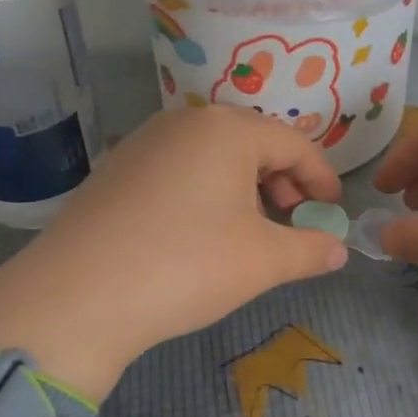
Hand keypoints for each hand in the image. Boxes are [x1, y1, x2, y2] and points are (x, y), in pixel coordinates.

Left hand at [0, 105, 346, 401]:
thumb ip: (310, 250)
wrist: (78, 296)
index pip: (293, 143)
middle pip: (252, 141)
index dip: (321, 177)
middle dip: (282, 179)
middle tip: (292, 218)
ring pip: (213, 153)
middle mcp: (185, 120)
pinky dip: (205, 189)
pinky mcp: (117, 166)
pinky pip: (179, 166)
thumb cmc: (186, 266)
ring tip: (249, 227)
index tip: (333, 209)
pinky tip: (200, 229)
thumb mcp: (262, 261)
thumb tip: (339, 250)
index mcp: (227, 129)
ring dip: (244, 184)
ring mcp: (145, 140)